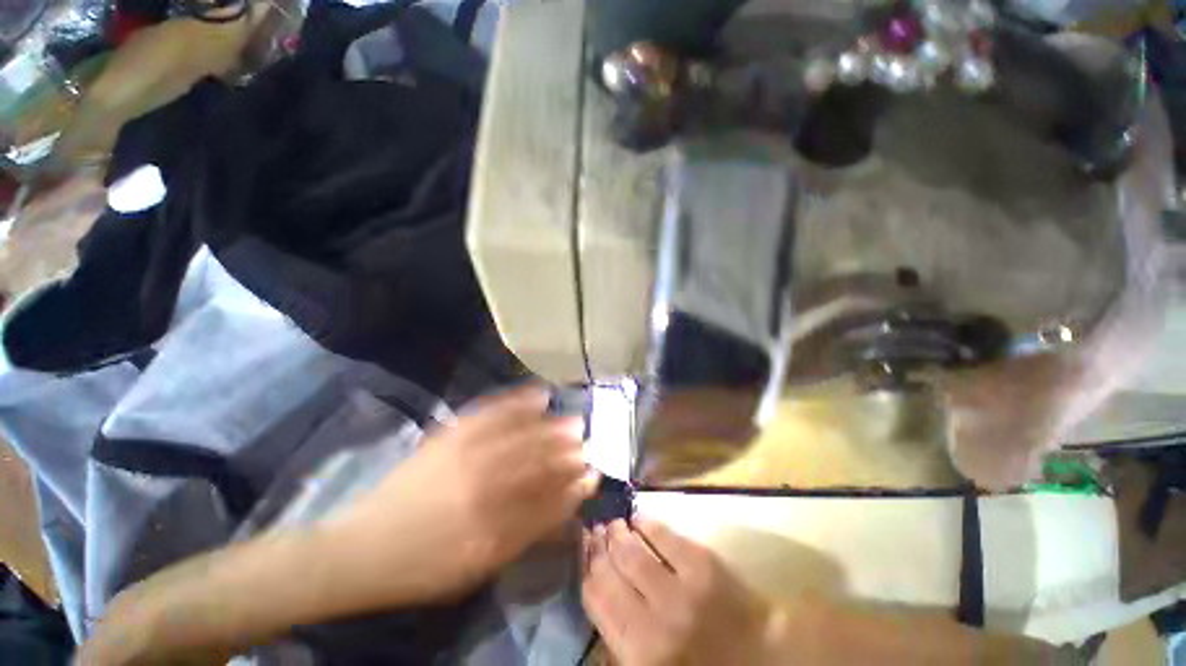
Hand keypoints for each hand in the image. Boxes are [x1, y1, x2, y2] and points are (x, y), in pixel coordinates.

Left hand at [335, 386, 599, 603]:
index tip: (593, 474)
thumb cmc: (424, 567)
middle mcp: (482, 489)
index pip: (548, 502)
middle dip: (568, 453)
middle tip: (587, 443)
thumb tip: (560, 510)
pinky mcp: (450, 435)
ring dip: (553, 427)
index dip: (574, 487)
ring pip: (522, 436)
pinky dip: (518, 401)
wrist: (363, 548)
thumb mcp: (477, 568)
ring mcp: (464, 456)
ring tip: (573, 421)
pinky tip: (537, 394)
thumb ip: (523, 537)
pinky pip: (491, 412)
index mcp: (490, 530)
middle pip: (538, 464)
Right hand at [582, 518, 775, 665]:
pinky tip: (639, 518)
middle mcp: (652, 622)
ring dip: (618, 531)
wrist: (765, 657)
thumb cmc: (701, 663)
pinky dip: (646, 522)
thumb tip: (598, 590)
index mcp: (637, 654)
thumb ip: (620, 639)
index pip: (595, 597)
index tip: (586, 550)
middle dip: (598, 545)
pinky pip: (662, 534)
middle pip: (609, 569)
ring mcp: (679, 590)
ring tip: (613, 523)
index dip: (587, 567)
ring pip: (631, 549)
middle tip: (597, 530)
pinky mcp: (702, 564)